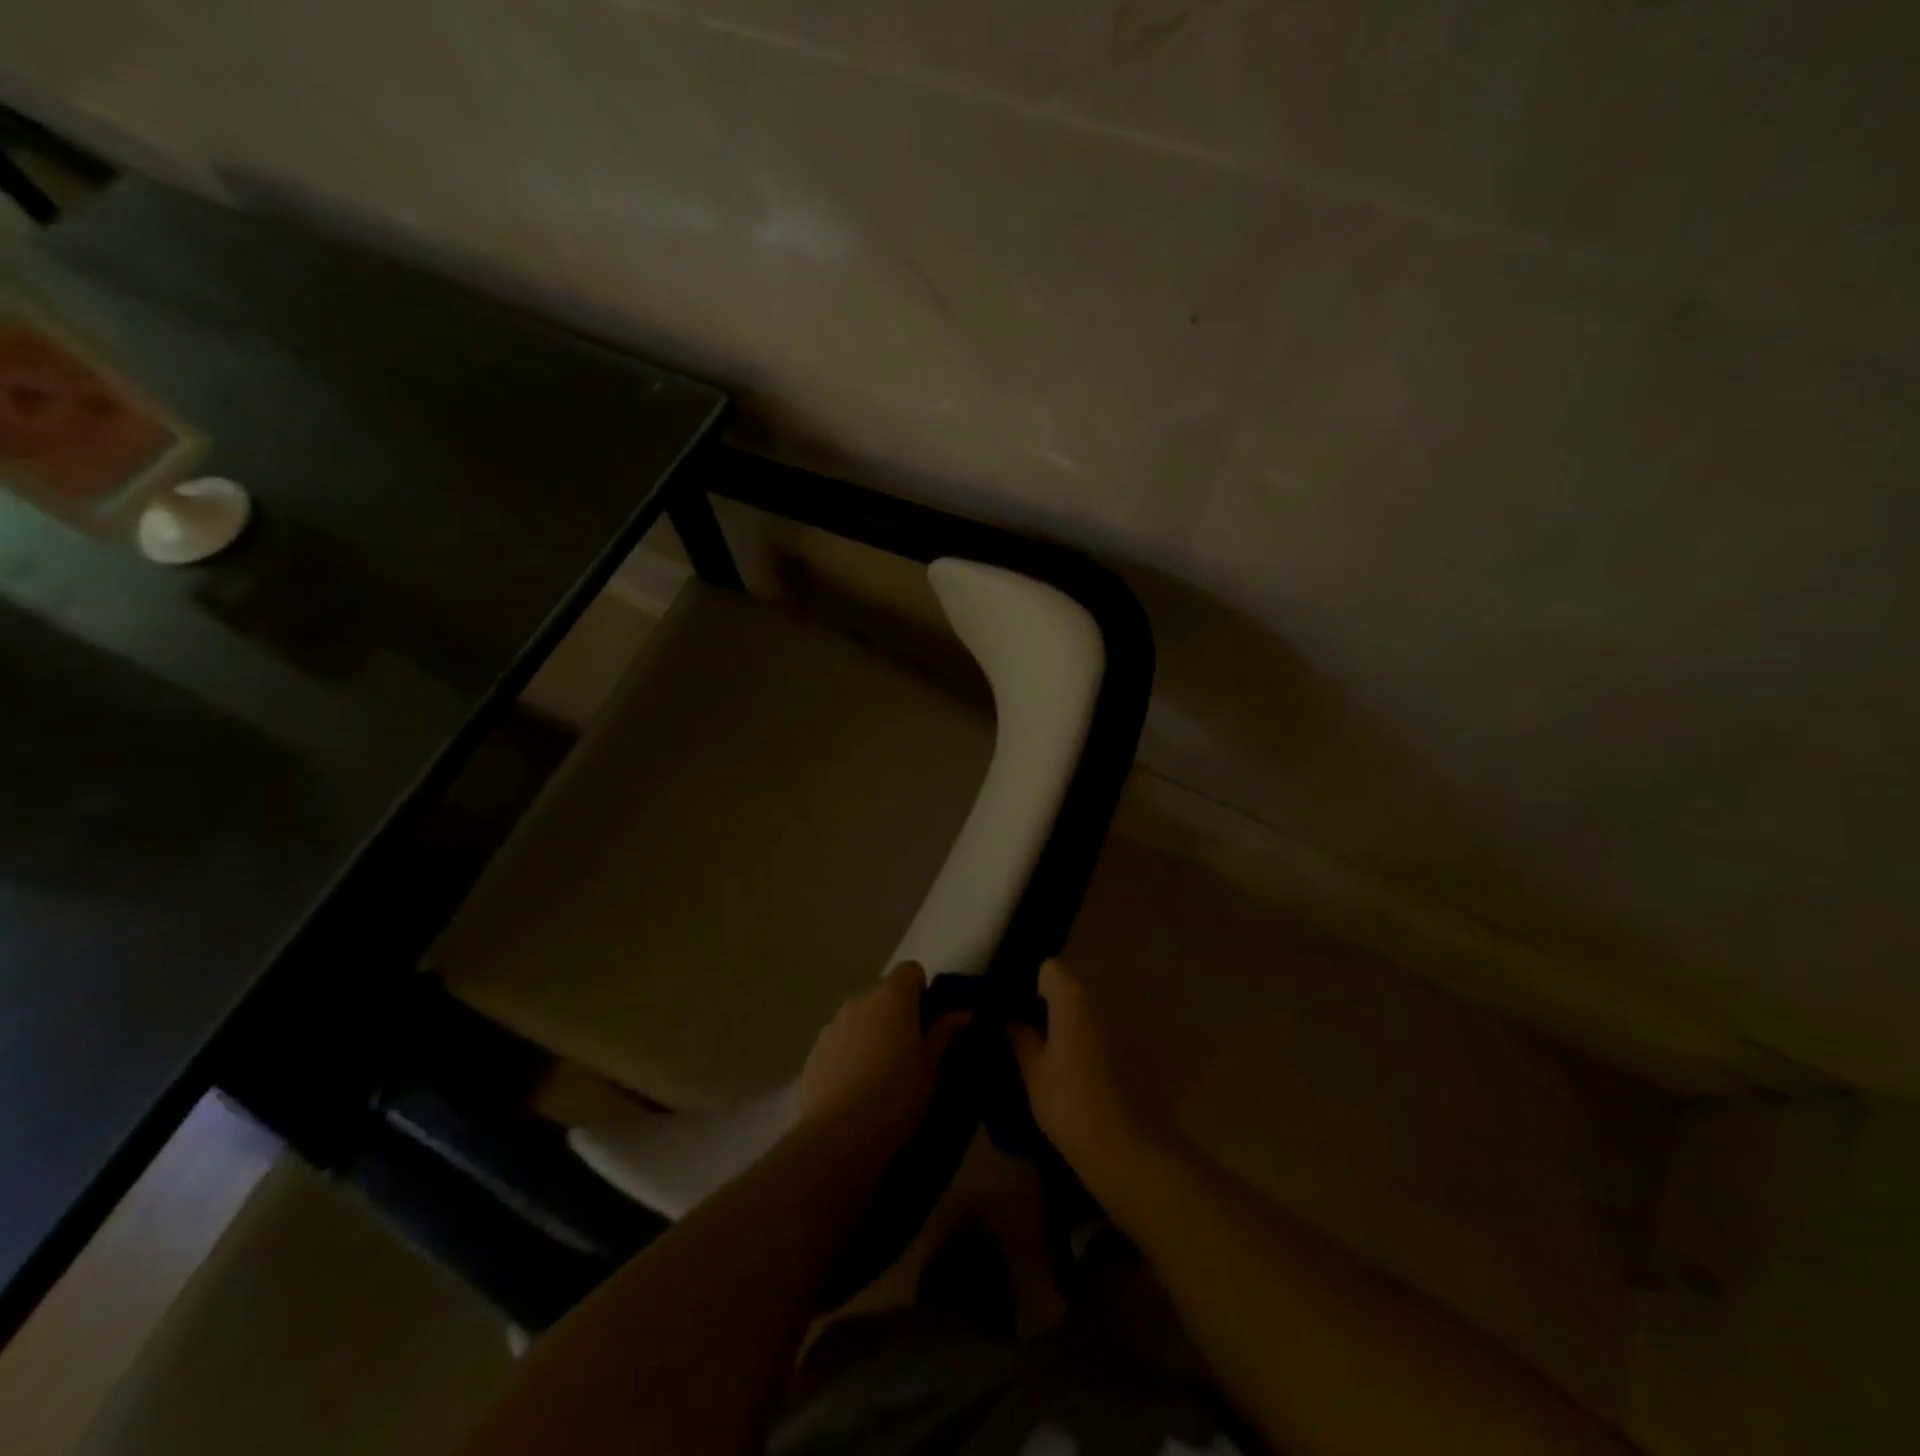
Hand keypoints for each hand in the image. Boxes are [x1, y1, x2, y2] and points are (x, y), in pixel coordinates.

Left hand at [797, 962, 968, 1147]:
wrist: (841, 1135)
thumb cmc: (898, 1093)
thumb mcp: (932, 1066)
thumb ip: (945, 1033)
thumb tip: (964, 1014)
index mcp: (892, 996)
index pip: (911, 970)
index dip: (921, 991)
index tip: (927, 1022)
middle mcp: (860, 1000)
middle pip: (883, 994)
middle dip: (895, 1014)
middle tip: (908, 1051)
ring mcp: (832, 1025)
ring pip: (859, 1018)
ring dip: (870, 1033)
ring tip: (879, 1074)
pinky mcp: (813, 1052)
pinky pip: (839, 1043)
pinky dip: (848, 1055)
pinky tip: (855, 1089)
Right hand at [1008, 959, 1160, 1169]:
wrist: (1123, 1149)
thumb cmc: (1069, 1102)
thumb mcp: (1033, 1071)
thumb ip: (1021, 1038)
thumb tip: (1011, 1020)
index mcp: (1072, 1002)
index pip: (1050, 969)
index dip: (1030, 984)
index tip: (1014, 1009)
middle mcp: (1097, 1008)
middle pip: (1067, 991)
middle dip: (1044, 1007)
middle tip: (1021, 1034)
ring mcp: (1115, 1032)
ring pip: (1081, 1016)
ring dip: (1062, 1028)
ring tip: (1042, 1058)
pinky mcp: (1127, 1057)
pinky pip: (1095, 1038)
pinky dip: (1079, 1046)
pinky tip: (1067, 1076)